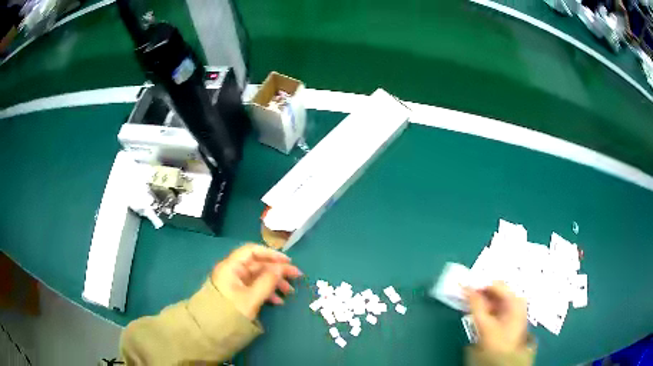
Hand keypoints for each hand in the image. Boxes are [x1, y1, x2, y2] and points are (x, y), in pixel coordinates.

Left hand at [211, 244, 302, 319]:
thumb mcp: (251, 298)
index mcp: (231, 267)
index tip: (288, 262)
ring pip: (259, 276)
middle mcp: (233, 271)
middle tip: (296, 276)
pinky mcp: (239, 293)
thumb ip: (267, 281)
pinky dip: (268, 291)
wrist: (212, 331)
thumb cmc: (230, 312)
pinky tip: (278, 301)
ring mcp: (236, 282)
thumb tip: (281, 267)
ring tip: (289, 292)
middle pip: (258, 264)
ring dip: (275, 282)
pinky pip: (255, 287)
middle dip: (277, 270)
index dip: (271, 254)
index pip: (252, 251)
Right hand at [465, 281, 526, 352]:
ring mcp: (514, 309)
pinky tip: (476, 312)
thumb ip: (475, 304)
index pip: (495, 284)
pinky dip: (486, 308)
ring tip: (468, 304)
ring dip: (481, 301)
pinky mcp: (509, 317)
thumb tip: (466, 288)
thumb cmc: (497, 341)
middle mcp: (517, 301)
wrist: (505, 359)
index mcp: (515, 299)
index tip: (464, 287)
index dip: (479, 285)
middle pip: (496, 291)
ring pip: (495, 299)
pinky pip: (496, 307)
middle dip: (480, 293)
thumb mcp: (484, 323)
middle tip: (464, 296)